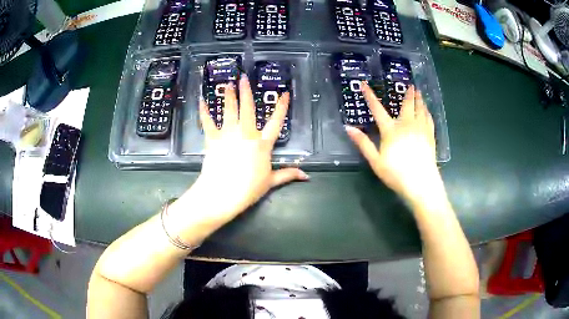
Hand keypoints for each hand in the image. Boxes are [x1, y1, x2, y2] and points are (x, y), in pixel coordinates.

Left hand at [174, 76, 307, 228]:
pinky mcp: (213, 139)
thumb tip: (306, 176)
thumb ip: (288, 174)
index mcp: (262, 144)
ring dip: (228, 95)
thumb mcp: (271, 181)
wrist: (223, 193)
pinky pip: (208, 122)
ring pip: (229, 110)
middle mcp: (246, 134)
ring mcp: (228, 134)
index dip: (281, 107)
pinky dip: (204, 111)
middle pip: (247, 108)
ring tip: (227, 83)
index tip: (285, 93)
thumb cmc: (249, 188)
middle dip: (246, 92)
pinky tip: (202, 101)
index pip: (276, 122)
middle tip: (243, 77)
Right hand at [346, 83, 442, 205]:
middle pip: (407, 105)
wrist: (421, 183)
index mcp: (391, 130)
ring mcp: (420, 130)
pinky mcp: (430, 137)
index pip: (377, 109)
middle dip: (408, 94)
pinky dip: (427, 112)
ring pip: (420, 110)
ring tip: (419, 92)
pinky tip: (427, 111)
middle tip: (410, 84)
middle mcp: (407, 125)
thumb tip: (348, 128)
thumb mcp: (375, 161)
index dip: (370, 96)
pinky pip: (429, 119)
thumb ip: (363, 143)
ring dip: (419, 100)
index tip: (364, 84)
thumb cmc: (396, 174)